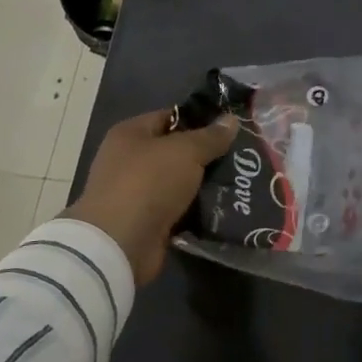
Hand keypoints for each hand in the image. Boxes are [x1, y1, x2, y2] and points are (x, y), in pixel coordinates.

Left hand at [64, 109, 238, 286]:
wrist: (120, 244)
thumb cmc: (148, 183)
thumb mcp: (186, 151)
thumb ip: (211, 136)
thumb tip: (231, 120)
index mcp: (130, 134)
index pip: (170, 117)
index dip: (200, 119)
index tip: (231, 126)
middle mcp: (129, 160)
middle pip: (176, 151)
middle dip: (207, 154)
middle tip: (241, 155)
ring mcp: (135, 193)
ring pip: (179, 182)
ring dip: (204, 184)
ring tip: (241, 181)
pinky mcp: (145, 222)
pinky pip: (178, 209)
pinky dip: (197, 209)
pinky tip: (224, 206)